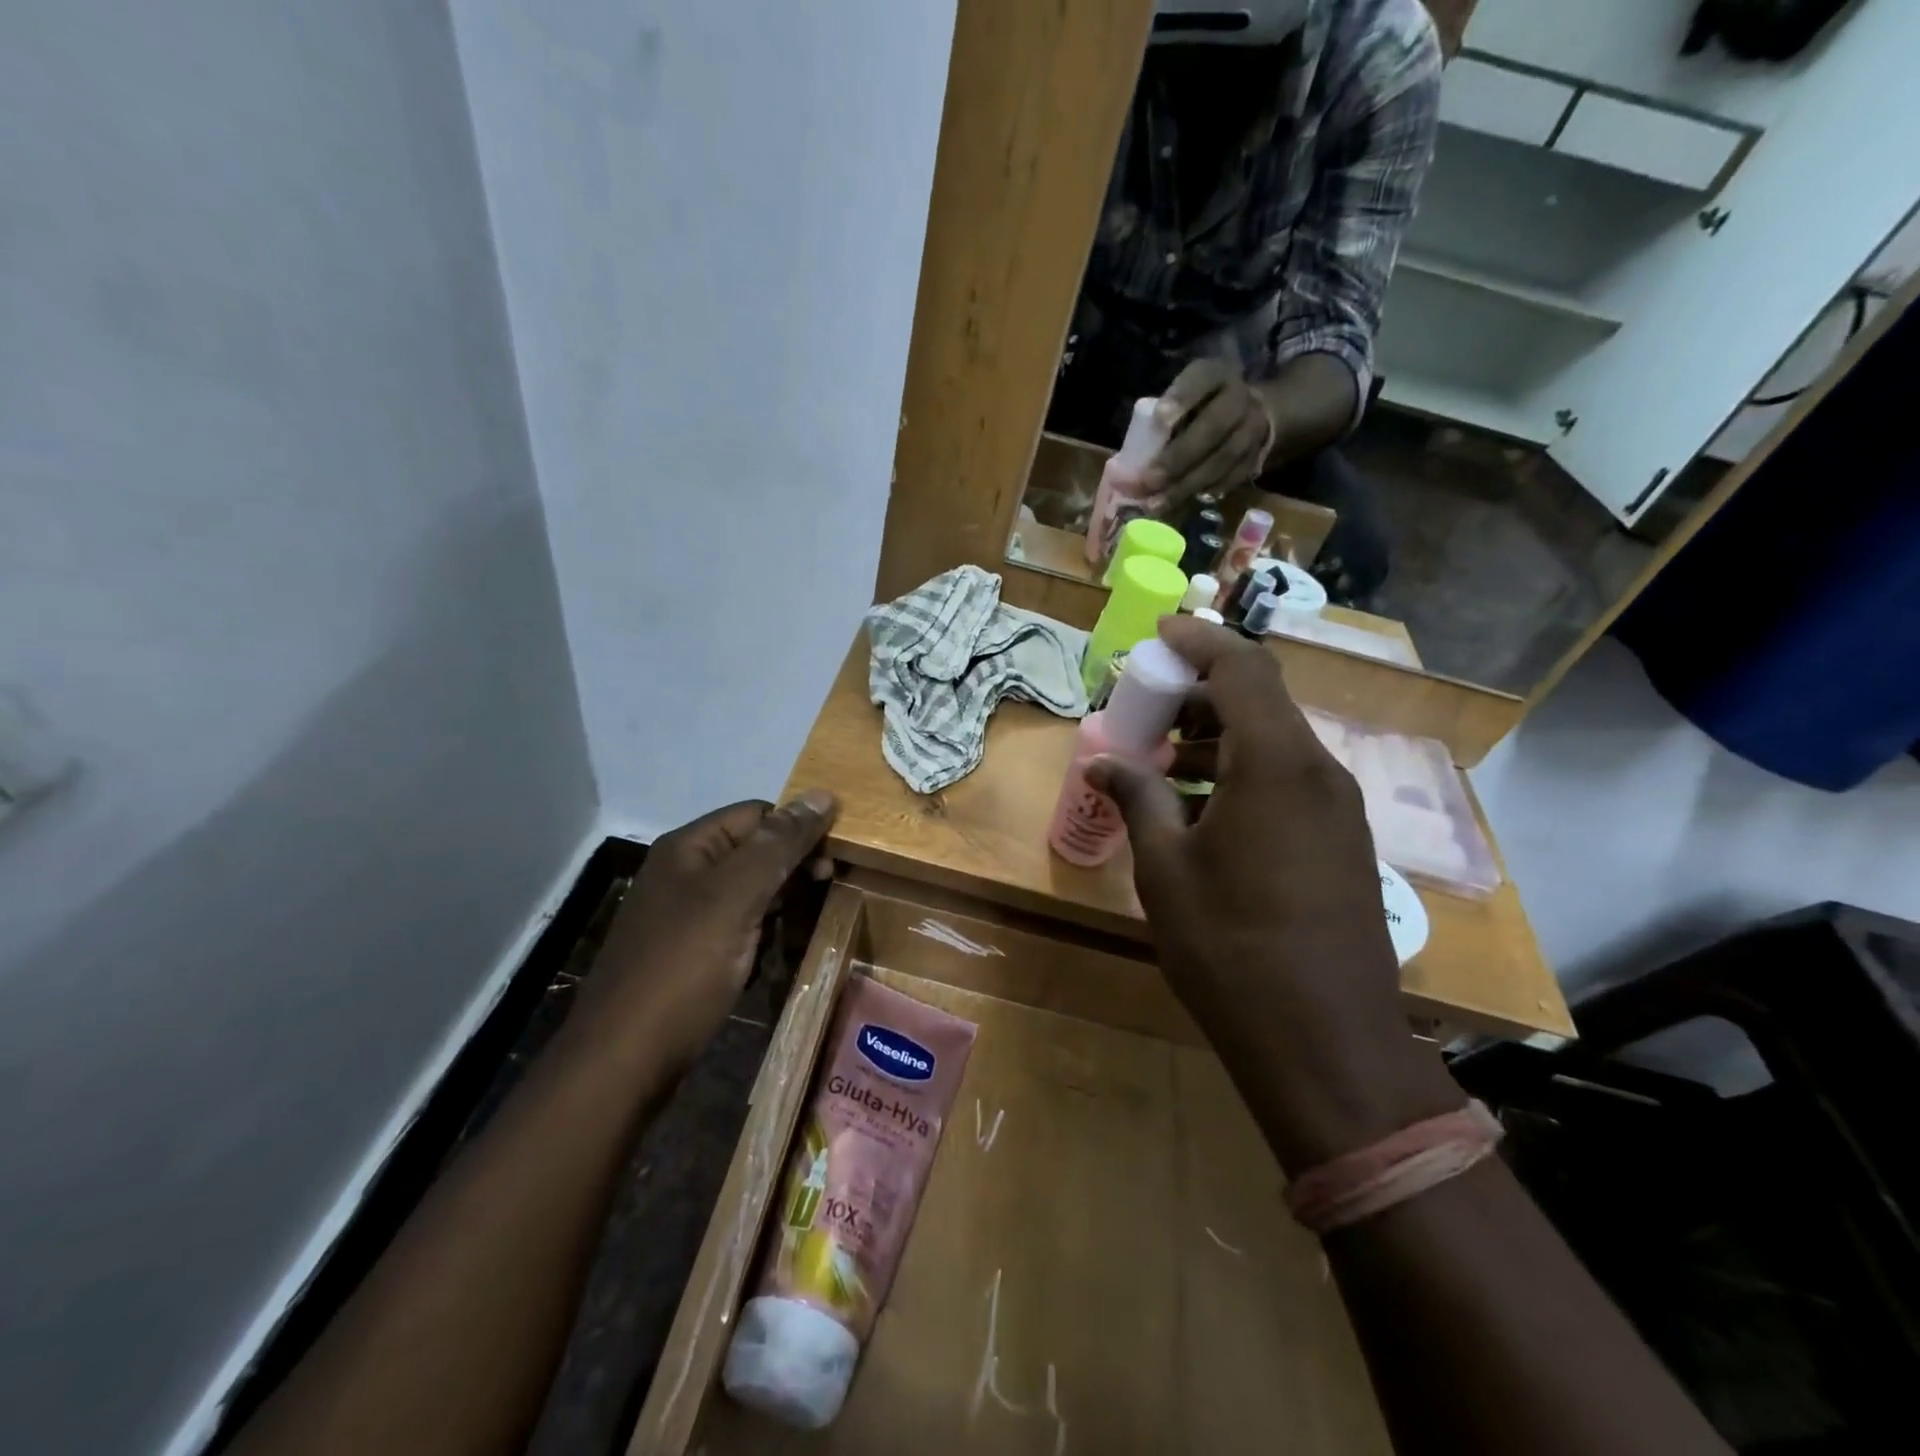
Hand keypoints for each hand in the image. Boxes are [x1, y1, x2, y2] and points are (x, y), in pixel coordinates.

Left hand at [579, 791, 837, 1073]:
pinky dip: (762, 935)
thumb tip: (823, 794)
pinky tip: (775, 954)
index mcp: (689, 848)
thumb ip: (779, 845)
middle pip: (754, 851)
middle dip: (792, 868)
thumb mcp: (736, 897)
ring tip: (805, 927)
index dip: (798, 830)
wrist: (623, 1062)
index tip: (831, 865)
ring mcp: (684, 916)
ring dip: (782, 904)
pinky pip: (737, 927)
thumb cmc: (683, 968)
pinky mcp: (688, 954)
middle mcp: (684, 873)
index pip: (758, 814)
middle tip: (825, 893)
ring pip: (749, 892)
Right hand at [1086, 619, 1457, 1171]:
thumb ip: (1137, 798)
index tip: (1156, 635)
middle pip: (1259, 702)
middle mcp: (1318, 772)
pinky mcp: (1342, 843)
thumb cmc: (1231, 949)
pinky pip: (1288, 782)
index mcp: (1277, 764)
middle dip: (1197, 696)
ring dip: (1216, 740)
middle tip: (1143, 715)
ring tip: (1161, 767)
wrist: (1327, 1046)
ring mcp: (1338, 809)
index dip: (1197, 640)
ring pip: (1273, 744)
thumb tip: (1104, 761)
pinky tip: (1200, 813)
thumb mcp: (1165, 869)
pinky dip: (1241, 775)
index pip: (1242, 667)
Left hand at [1146, 359, 1275, 506]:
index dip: (1183, 396)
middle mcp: (1240, 399)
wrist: (1255, 413)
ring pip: (1223, 459)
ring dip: (1187, 484)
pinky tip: (1182, 504)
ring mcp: (1253, 429)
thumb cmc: (1201, 406)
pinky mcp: (1257, 457)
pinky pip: (1232, 478)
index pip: (1202, 378)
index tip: (1159, 417)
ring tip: (1157, 504)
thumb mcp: (1185, 398)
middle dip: (1179, 457)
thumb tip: (1127, 466)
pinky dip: (1205, 492)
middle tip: (1150, 480)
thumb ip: (1164, 419)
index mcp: (1217, 375)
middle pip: (1214, 426)